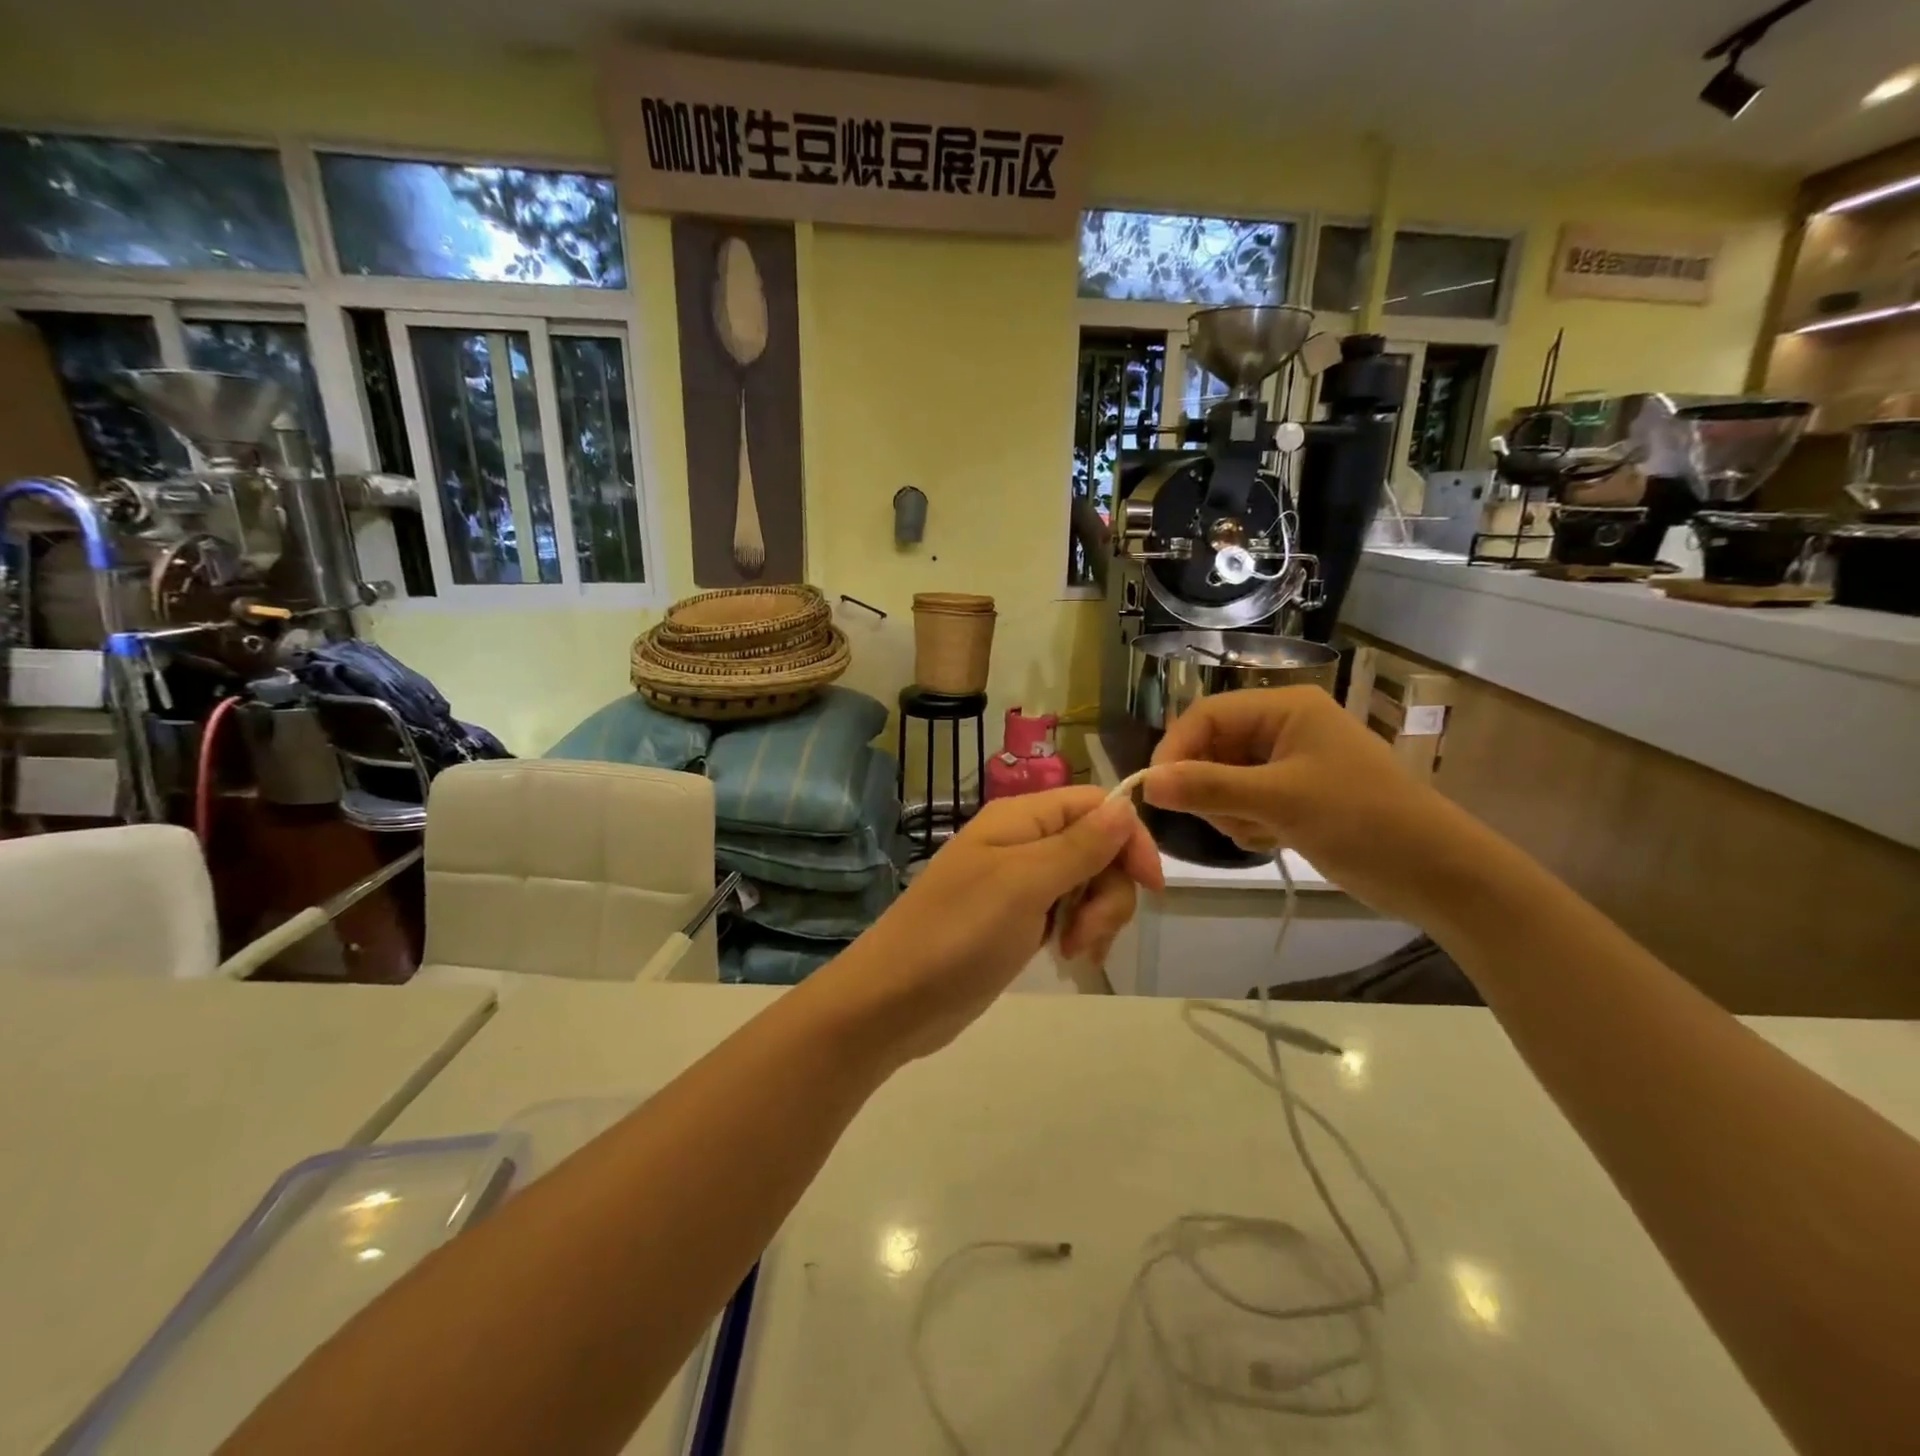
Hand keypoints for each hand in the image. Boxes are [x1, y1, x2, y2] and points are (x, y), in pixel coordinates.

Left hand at [824, 787, 1162, 1059]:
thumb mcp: (1024, 884)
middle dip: (1108, 891)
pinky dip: (1077, 932)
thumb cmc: (958, 934)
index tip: (1150, 887)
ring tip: (1073, 953)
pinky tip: (1068, 958)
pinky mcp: (1017, 920)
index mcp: (1020, 818)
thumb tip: (1125, 806)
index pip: (1095, 805)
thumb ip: (1078, 845)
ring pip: (1086, 884)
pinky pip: (1067, 913)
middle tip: (1087, 935)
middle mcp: (1022, 842)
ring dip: (1095, 917)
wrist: (895, 1000)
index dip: (1129, 838)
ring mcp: (1018, 883)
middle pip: (1097, 847)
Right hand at [1143, 686, 1472, 922]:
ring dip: (1227, 810)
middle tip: (1223, 818)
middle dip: (1206, 786)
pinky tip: (1272, 839)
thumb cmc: (1362, 820)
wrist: (1435, 874)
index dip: (1175, 749)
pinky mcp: (1291, 796)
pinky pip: (1241, 802)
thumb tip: (1146, 783)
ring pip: (1221, 779)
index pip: (1205, 715)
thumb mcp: (1280, 800)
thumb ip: (1209, 787)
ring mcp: (1287, 763)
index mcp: (1284, 708)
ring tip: (1259, 831)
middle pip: (1211, 747)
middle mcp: (1282, 727)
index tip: (1155, 791)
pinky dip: (1245, 823)